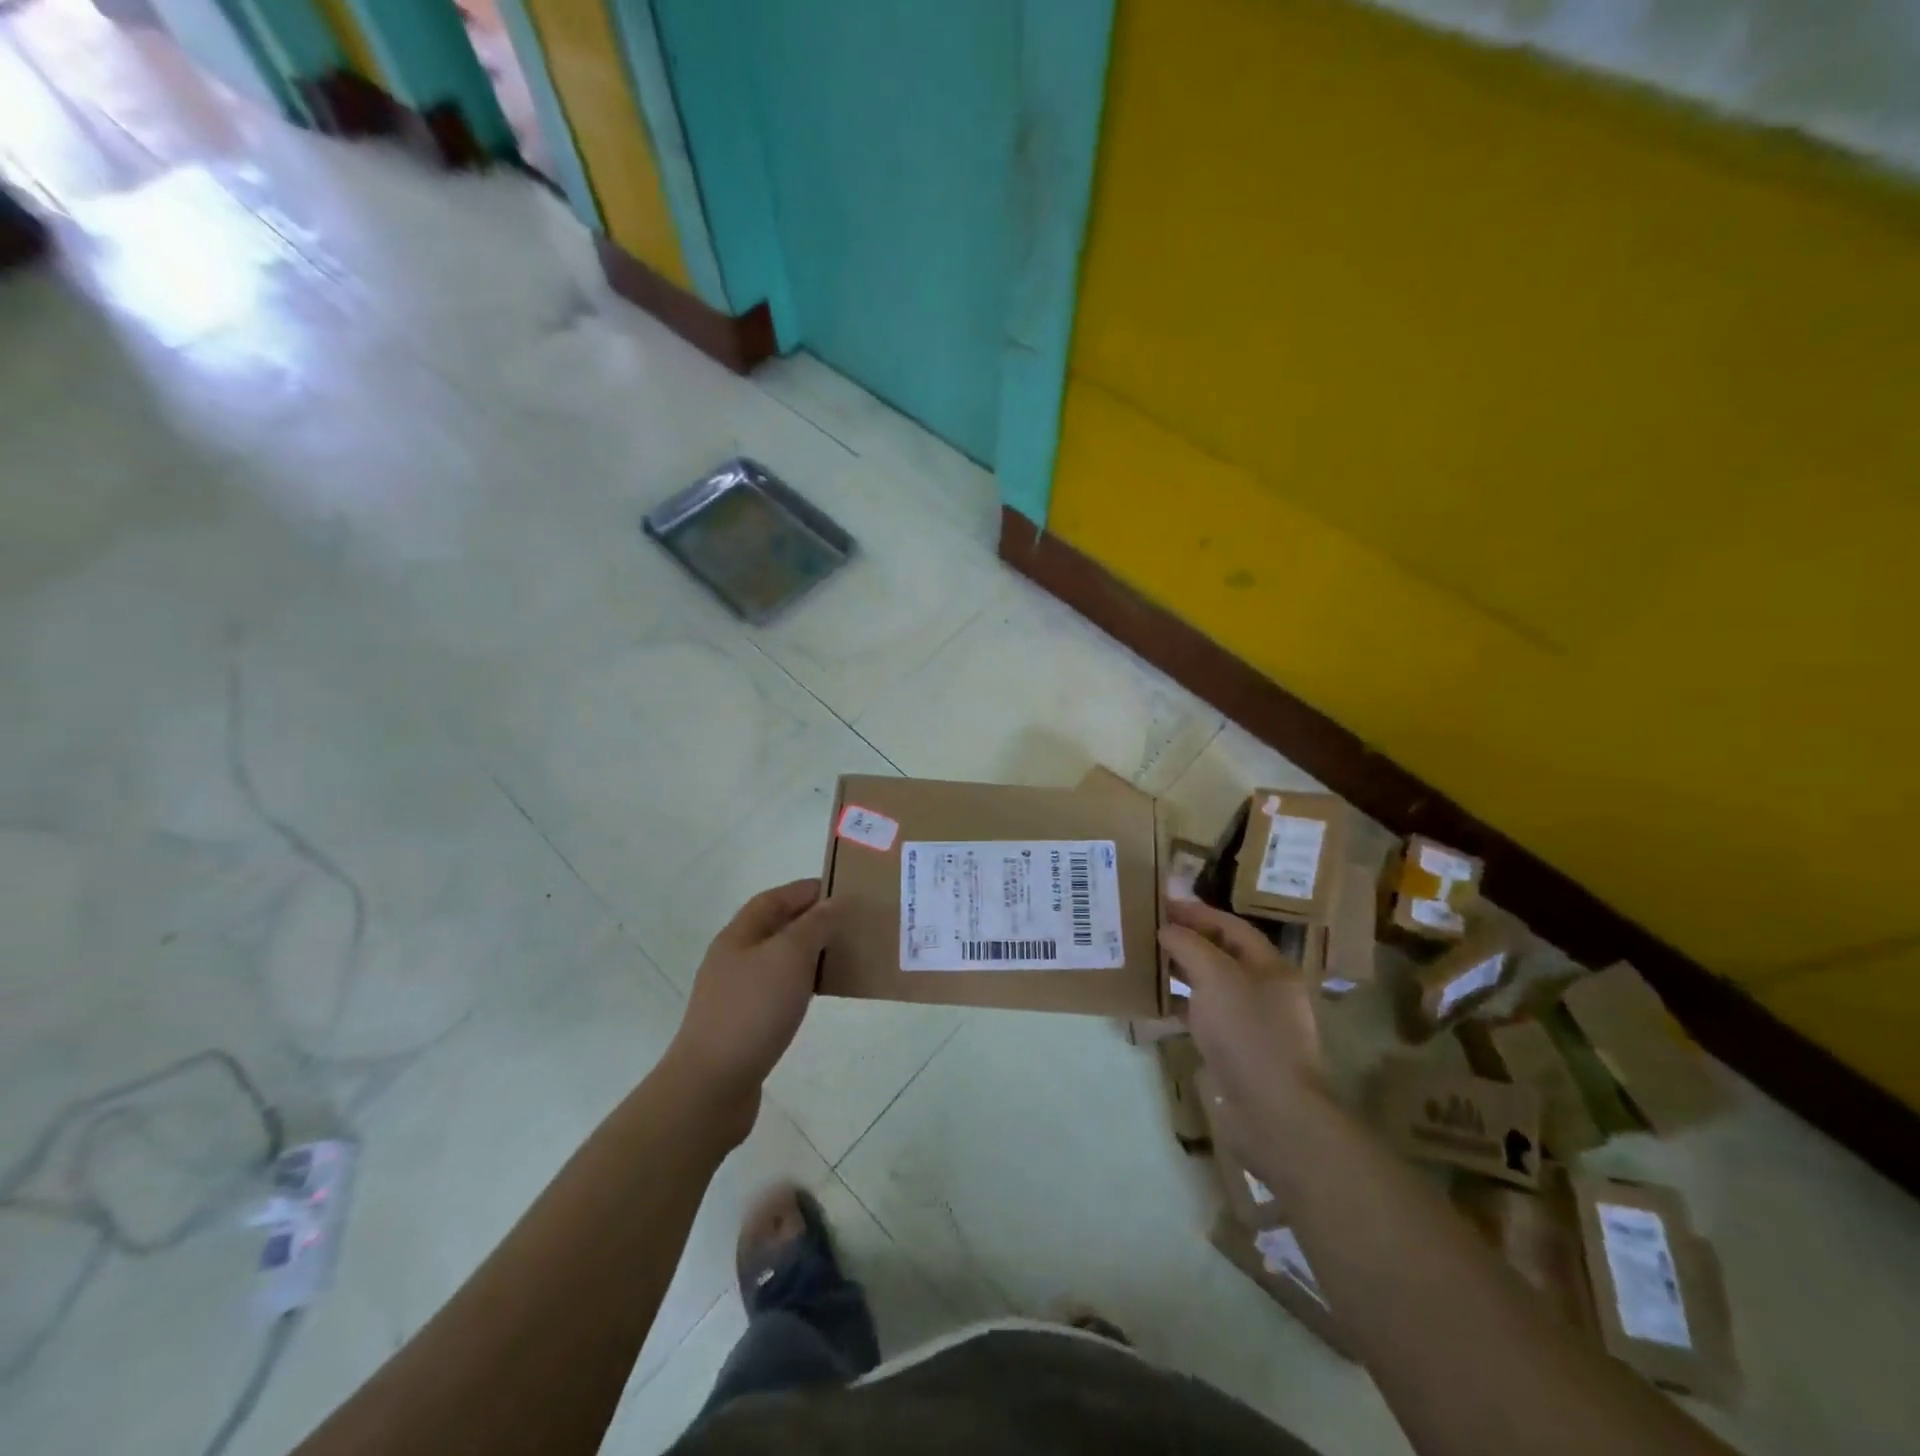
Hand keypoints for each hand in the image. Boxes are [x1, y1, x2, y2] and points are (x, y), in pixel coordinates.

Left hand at [666, 879, 839, 1139]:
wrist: (712, 1085)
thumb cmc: (752, 1010)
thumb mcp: (789, 956)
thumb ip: (814, 925)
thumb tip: (832, 904)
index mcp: (739, 935)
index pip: (775, 898)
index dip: (806, 890)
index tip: (843, 891)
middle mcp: (734, 958)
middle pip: (776, 927)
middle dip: (811, 921)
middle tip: (849, 924)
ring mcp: (736, 993)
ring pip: (778, 960)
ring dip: (808, 954)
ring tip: (842, 957)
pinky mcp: (743, 1024)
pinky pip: (778, 991)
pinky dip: (801, 985)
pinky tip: (818, 996)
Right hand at [1158, 899, 1329, 1130]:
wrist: (1273, 1113)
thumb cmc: (1248, 1033)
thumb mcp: (1215, 977)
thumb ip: (1188, 945)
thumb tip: (1166, 929)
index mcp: (1270, 966)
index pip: (1230, 925)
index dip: (1196, 912)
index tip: (1160, 904)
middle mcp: (1263, 990)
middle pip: (1220, 953)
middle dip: (1185, 940)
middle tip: (1146, 930)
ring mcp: (1250, 1022)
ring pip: (1210, 985)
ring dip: (1180, 971)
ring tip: (1145, 960)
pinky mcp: (1234, 1050)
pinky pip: (1203, 1016)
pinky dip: (1180, 1006)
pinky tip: (1154, 1002)